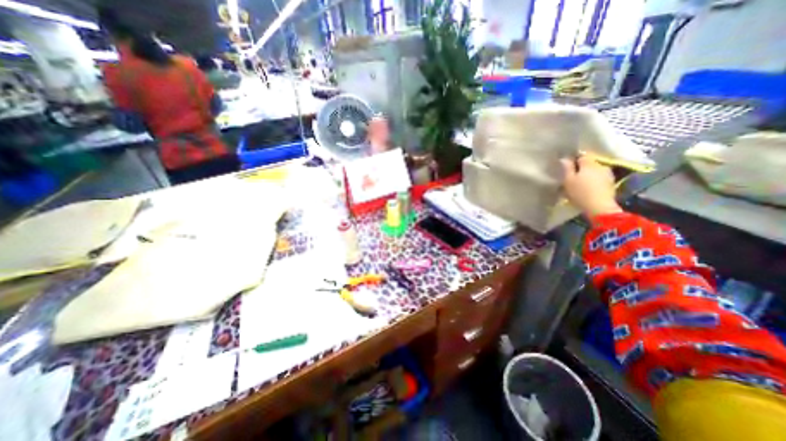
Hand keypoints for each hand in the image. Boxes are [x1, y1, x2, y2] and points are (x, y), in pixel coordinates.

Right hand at [562, 154, 624, 217]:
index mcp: (589, 163)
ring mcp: (608, 174)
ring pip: (595, 171)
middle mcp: (601, 165)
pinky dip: (594, 181)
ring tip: (580, 183)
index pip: (582, 155)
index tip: (568, 167)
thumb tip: (565, 158)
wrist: (600, 207)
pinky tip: (588, 188)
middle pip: (590, 163)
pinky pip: (600, 178)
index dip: (575, 159)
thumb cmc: (580, 193)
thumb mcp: (568, 180)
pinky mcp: (611, 183)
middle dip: (581, 168)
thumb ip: (567, 168)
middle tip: (572, 176)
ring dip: (588, 175)